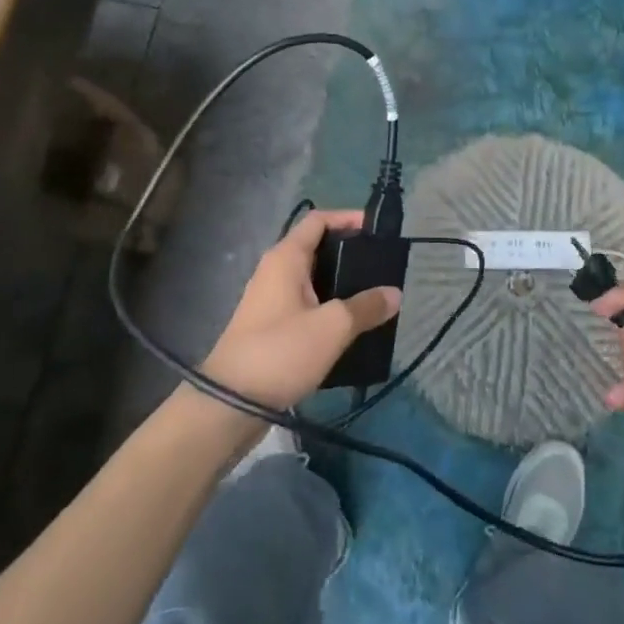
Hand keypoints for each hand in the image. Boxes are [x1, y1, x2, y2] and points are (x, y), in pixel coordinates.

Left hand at [200, 210, 400, 412]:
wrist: (229, 405)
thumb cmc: (281, 351)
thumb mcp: (333, 327)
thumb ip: (366, 306)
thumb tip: (395, 293)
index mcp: (286, 258)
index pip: (318, 220)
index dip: (347, 218)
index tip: (376, 229)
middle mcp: (275, 271)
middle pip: (316, 249)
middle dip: (349, 253)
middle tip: (381, 265)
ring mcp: (270, 300)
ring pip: (312, 280)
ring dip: (340, 284)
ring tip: (372, 295)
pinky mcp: (270, 327)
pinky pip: (305, 304)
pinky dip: (328, 307)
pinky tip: (349, 326)